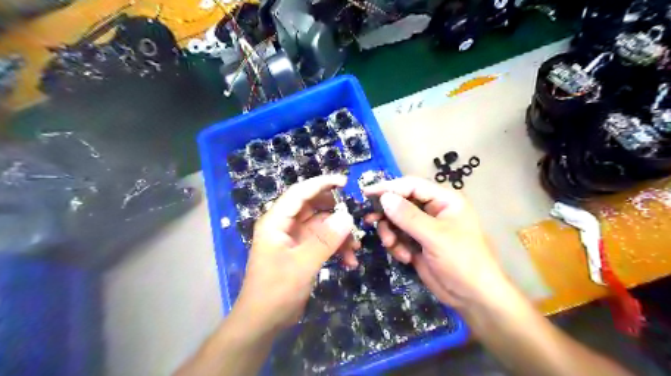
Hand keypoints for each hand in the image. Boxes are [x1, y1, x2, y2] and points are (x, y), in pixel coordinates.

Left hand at [234, 174, 361, 334]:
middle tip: (355, 218)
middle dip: (335, 213)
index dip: (321, 184)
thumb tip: (347, 217)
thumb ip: (325, 240)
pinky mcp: (302, 252)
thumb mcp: (302, 265)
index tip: (344, 182)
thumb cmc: (276, 291)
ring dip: (339, 235)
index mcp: (276, 221)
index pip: (299, 193)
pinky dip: (336, 248)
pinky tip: (349, 261)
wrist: (263, 322)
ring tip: (356, 249)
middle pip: (313, 207)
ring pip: (321, 226)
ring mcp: (294, 239)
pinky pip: (322, 242)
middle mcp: (284, 226)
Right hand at [365, 178, 505, 309]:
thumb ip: (408, 216)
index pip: (411, 185)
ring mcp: (424, 227)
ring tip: (392, 245)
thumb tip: (384, 197)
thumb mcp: (435, 236)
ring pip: (396, 220)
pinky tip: (405, 257)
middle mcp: (433, 210)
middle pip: (401, 202)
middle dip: (387, 214)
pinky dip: (396, 245)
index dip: (389, 188)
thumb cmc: (462, 261)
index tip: (366, 193)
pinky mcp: (417, 243)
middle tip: (370, 221)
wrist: (473, 297)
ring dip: (390, 232)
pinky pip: (398, 236)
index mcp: (444, 200)